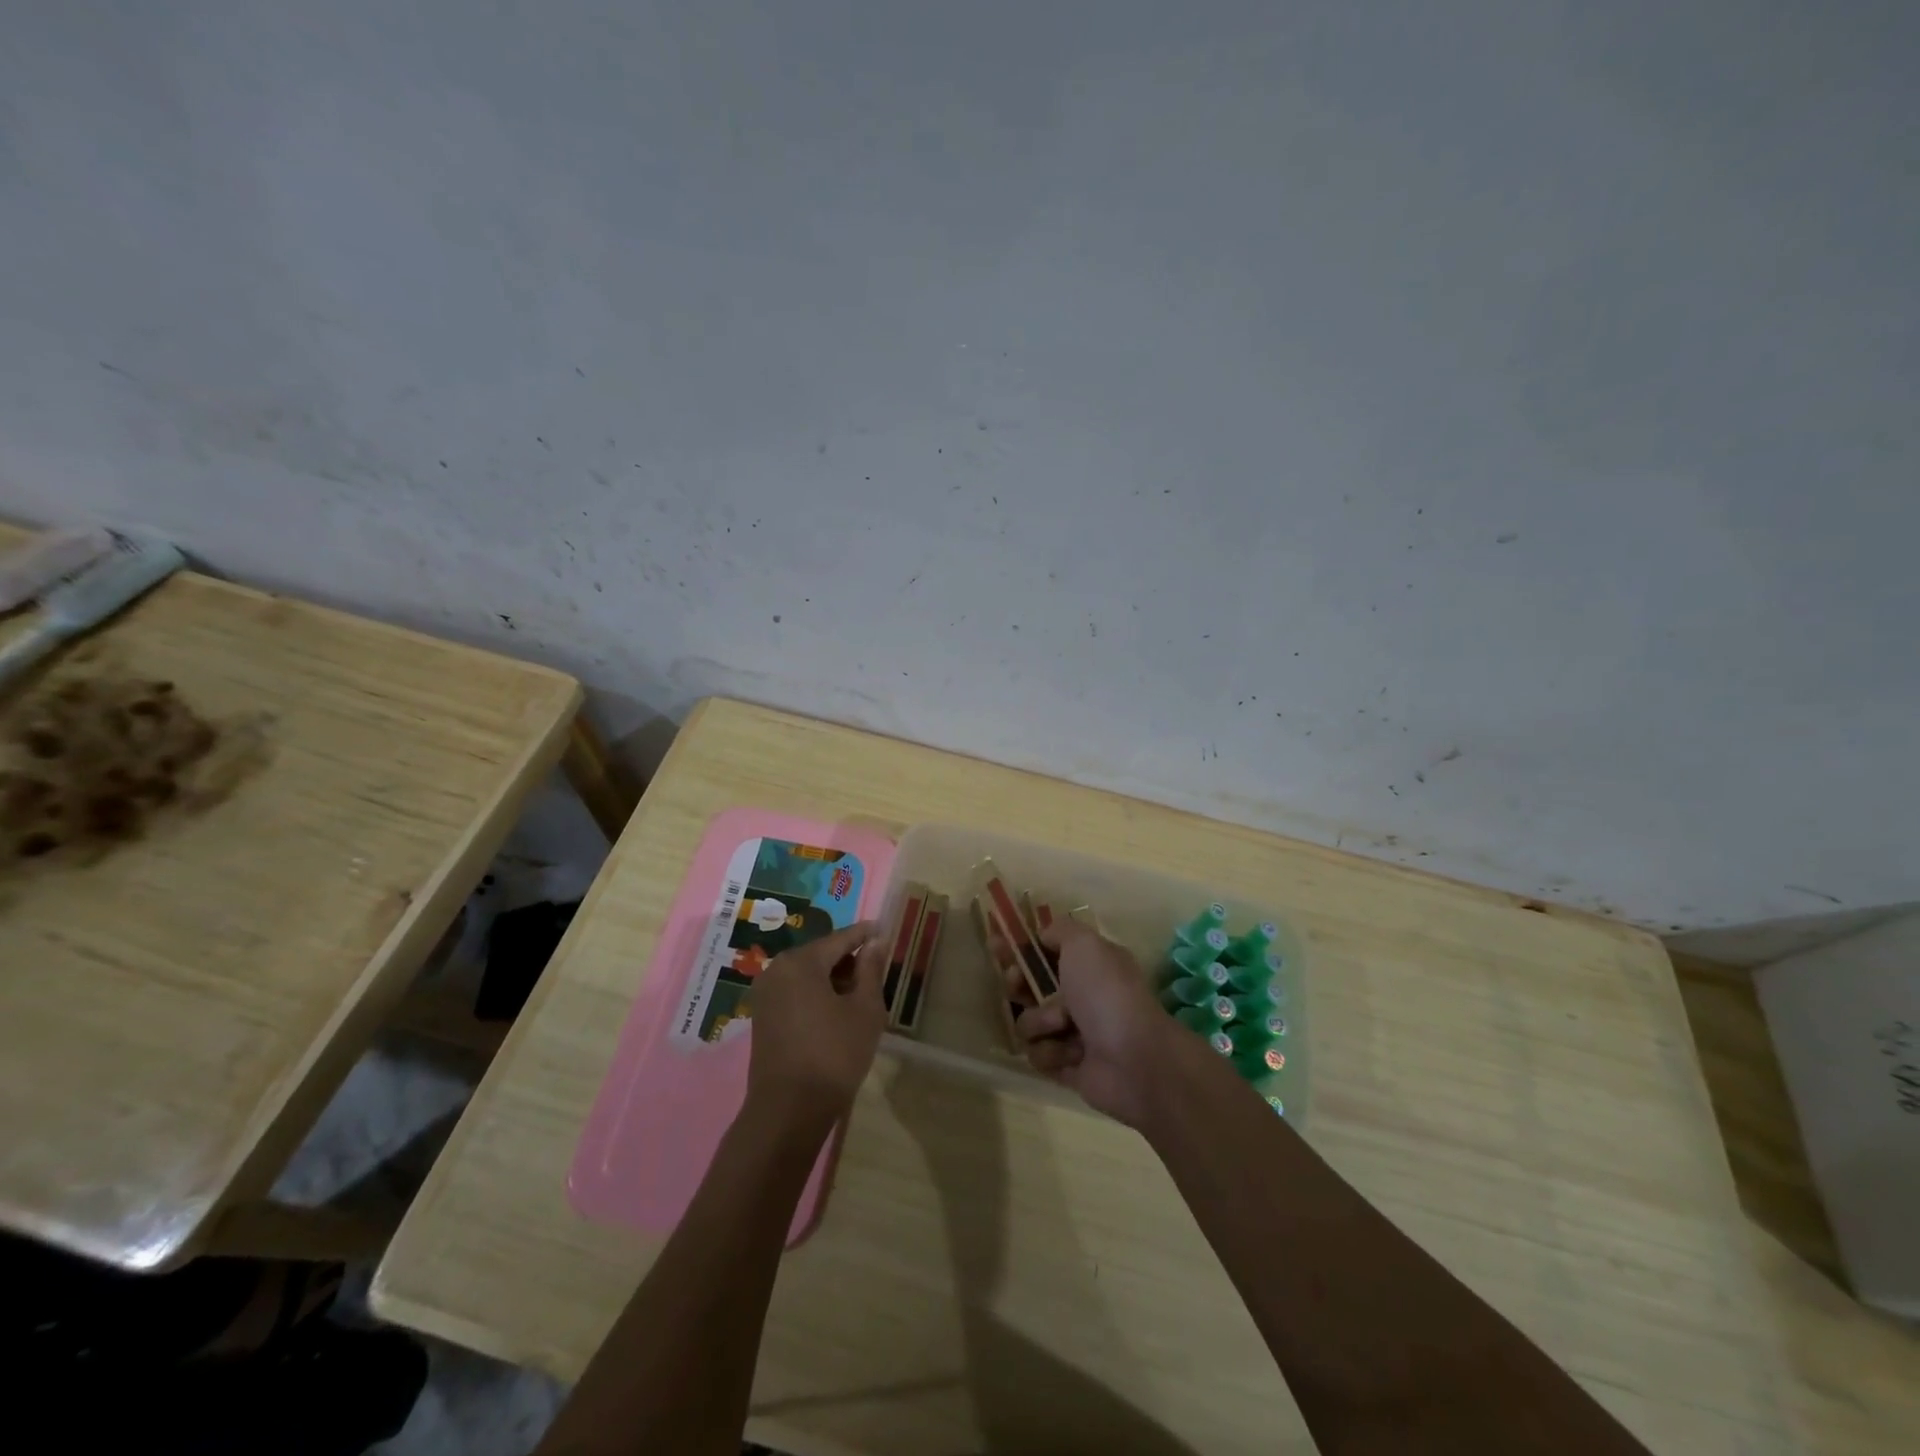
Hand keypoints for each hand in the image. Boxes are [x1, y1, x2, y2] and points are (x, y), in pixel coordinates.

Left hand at [745, 921, 888, 1124]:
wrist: (789, 1111)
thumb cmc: (834, 1055)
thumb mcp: (865, 1010)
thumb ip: (871, 970)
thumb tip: (875, 942)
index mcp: (801, 961)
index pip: (841, 938)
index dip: (866, 934)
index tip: (884, 929)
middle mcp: (777, 969)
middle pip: (821, 953)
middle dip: (849, 959)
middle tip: (876, 969)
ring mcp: (765, 993)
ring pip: (807, 973)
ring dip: (833, 978)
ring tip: (860, 993)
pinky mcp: (762, 1015)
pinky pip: (795, 991)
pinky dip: (816, 993)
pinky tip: (836, 1010)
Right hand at [1011, 920, 1173, 1126]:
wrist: (1135, 1059)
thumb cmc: (1107, 994)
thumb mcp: (1085, 944)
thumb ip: (1060, 931)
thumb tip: (1044, 934)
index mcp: (1089, 965)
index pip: (1045, 951)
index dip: (1019, 947)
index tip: (996, 944)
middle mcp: (1081, 996)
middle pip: (1030, 986)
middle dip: (1018, 984)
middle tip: (1016, 985)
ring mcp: (1074, 1033)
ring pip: (1029, 1023)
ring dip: (1040, 1023)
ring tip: (1064, 1027)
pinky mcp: (1068, 1067)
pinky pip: (1039, 1055)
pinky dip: (1051, 1053)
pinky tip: (1071, 1055)